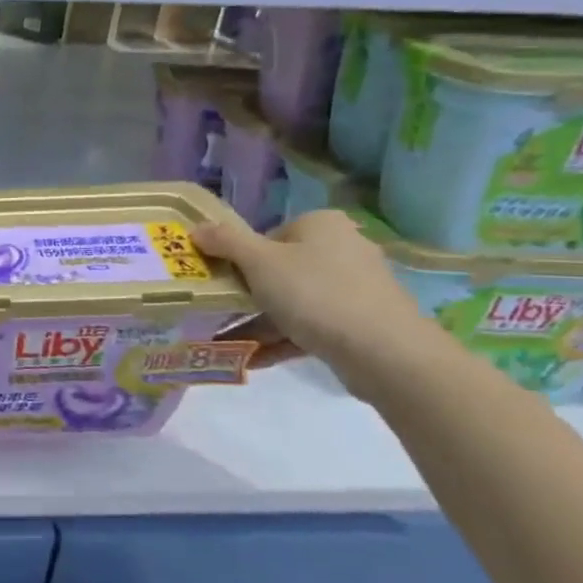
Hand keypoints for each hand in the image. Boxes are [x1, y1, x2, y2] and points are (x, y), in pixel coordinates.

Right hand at [193, 209, 432, 375]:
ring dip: (258, 321)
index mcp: (321, 225)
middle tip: (218, 311)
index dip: (239, 258)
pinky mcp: (359, 322)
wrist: (385, 352)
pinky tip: (252, 358)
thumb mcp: (259, 262)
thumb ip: (225, 241)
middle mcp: (341, 249)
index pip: (267, 235)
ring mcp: (354, 287)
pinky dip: (281, 339)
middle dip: (246, 293)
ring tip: (225, 341)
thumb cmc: (315, 293)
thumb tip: (196, 227)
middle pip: (279, 268)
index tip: (220, 281)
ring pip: (292, 301)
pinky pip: (310, 326)